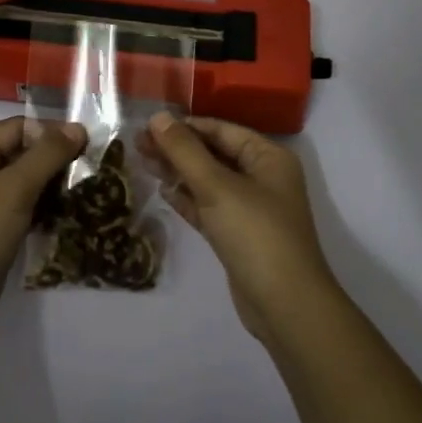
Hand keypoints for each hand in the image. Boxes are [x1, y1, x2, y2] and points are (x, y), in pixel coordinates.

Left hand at [0, 116, 88, 346]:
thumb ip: (46, 156)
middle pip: (21, 153)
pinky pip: (23, 208)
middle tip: (93, 168)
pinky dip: (45, 208)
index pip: (17, 128)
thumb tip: (77, 127)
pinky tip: (71, 214)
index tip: (88, 145)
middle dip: (56, 159)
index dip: (50, 132)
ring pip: (25, 183)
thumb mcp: (12, 191)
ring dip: (54, 184)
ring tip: (88, 190)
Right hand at [141, 112, 342, 344]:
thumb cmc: (255, 234)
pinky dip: (187, 199)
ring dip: (178, 172)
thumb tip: (158, 117)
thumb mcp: (217, 186)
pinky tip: (162, 191)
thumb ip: (185, 151)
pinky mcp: (238, 235)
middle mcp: (262, 178)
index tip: (148, 124)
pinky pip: (209, 207)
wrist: (284, 304)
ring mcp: (251, 208)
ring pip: (209, 181)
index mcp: (268, 157)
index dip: (185, 125)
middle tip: (137, 144)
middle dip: (178, 148)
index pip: (221, 130)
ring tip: (142, 162)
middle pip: (214, 154)